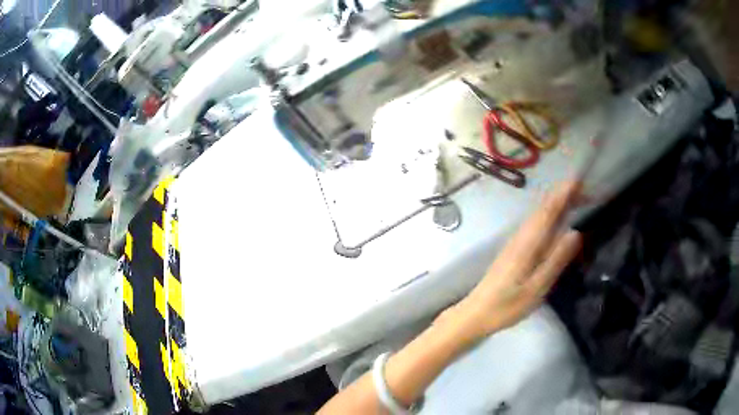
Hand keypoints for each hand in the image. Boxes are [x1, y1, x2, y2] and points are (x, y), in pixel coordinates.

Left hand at [454, 181, 582, 338]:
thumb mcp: (536, 287)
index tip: (579, 180)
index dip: (564, 193)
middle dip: (563, 195)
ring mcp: (515, 242)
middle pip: (544, 208)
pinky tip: (555, 221)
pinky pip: (534, 225)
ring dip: (557, 204)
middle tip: (585, 190)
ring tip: (575, 200)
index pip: (549, 210)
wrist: (476, 313)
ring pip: (538, 215)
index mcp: (528, 242)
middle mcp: (521, 236)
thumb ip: (556, 260)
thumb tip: (576, 231)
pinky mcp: (513, 250)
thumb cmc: (507, 305)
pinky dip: (548, 217)